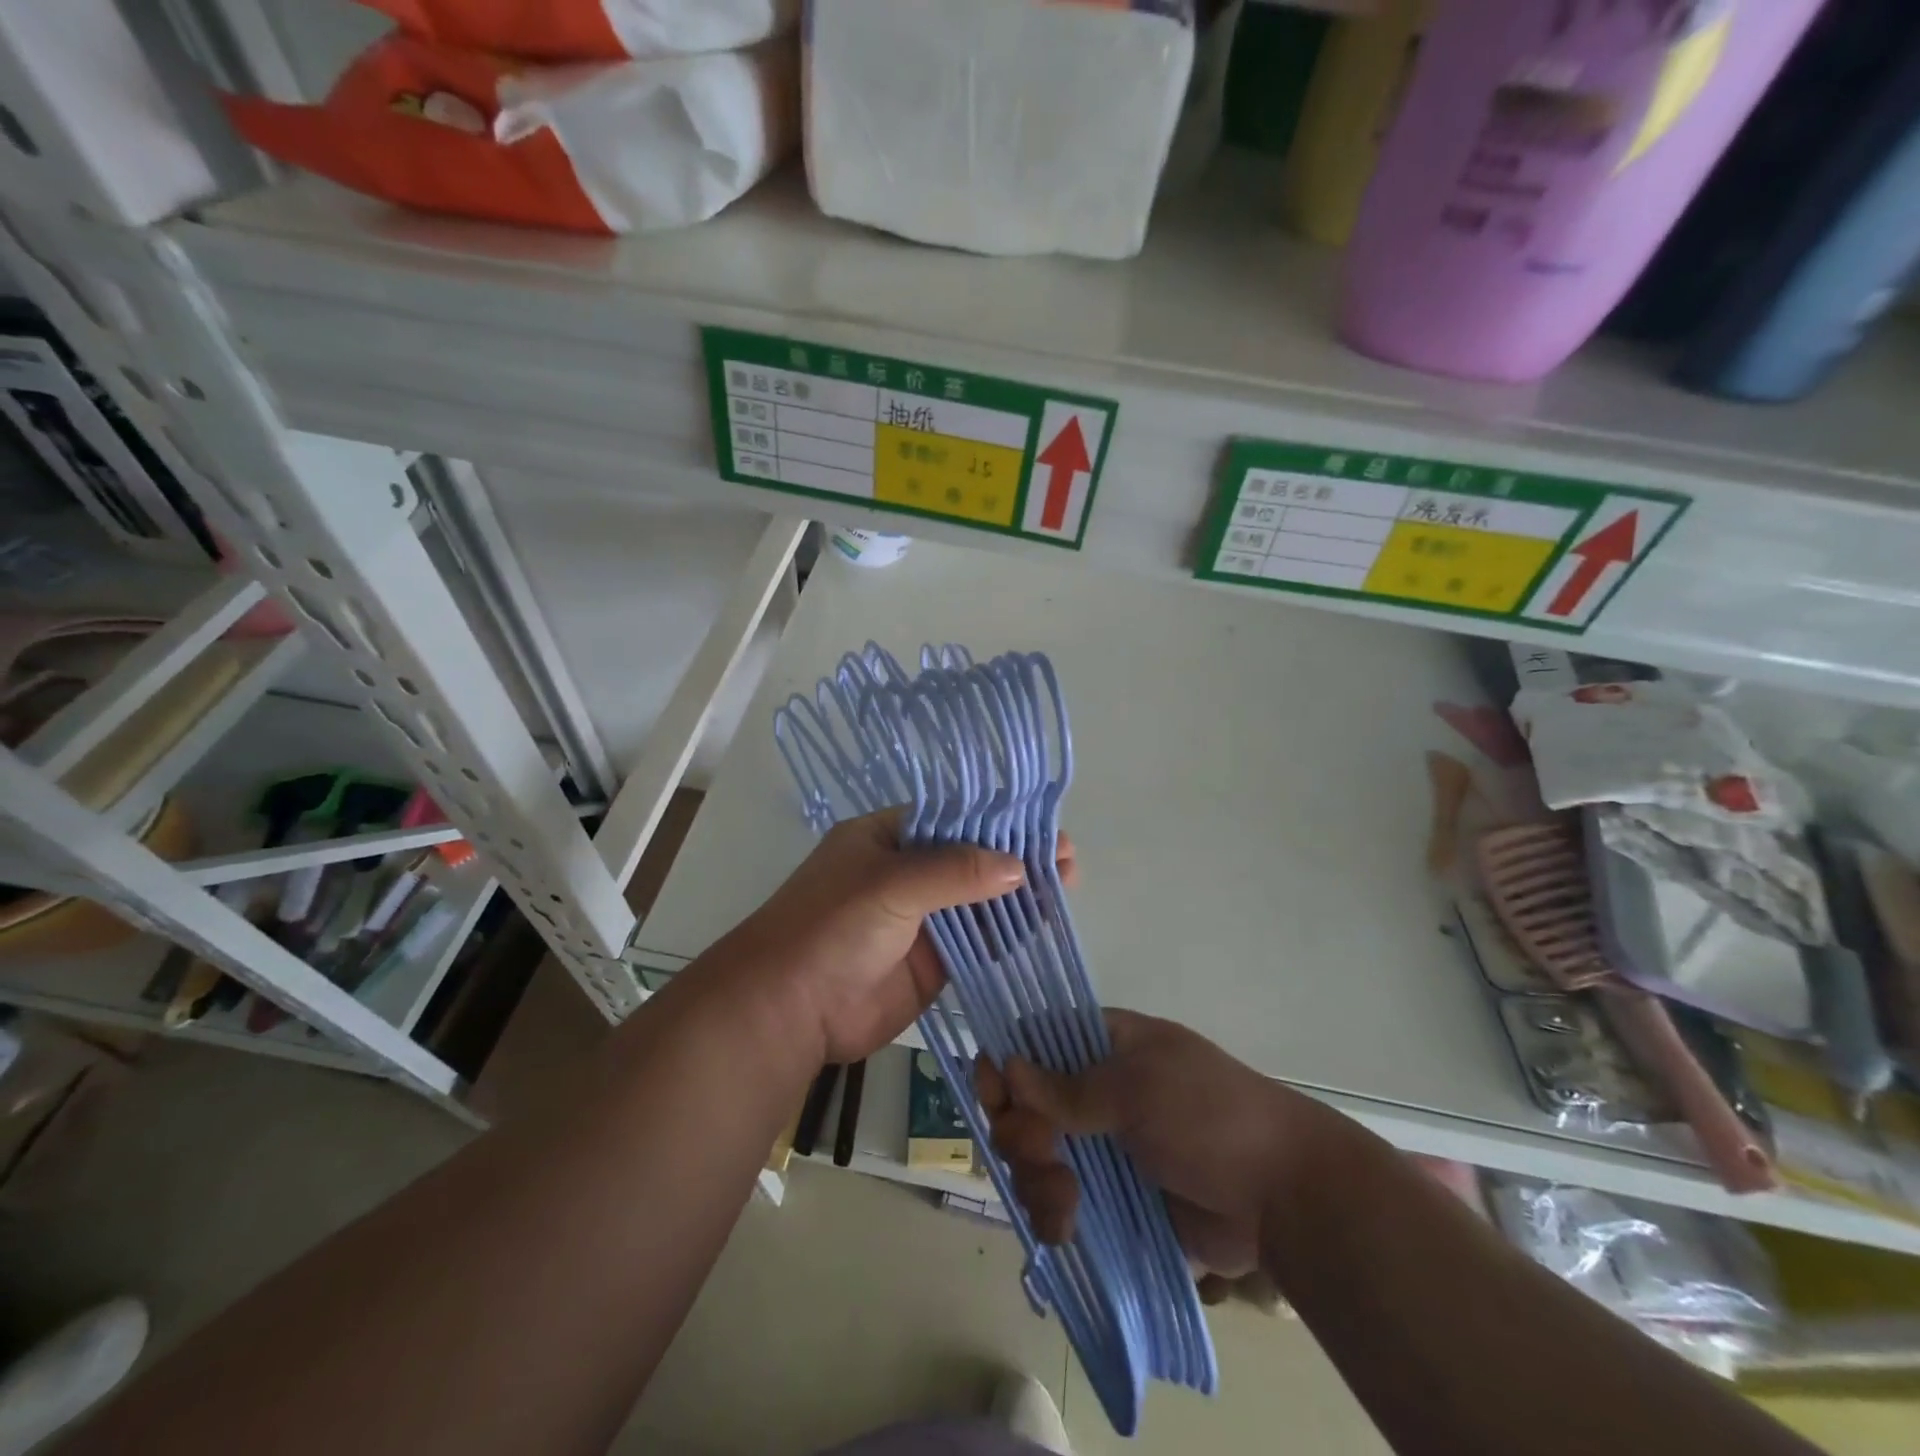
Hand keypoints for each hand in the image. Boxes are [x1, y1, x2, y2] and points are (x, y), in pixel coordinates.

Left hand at [719, 810, 1075, 1065]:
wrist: (789, 1010)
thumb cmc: (832, 927)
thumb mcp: (891, 884)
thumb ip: (955, 871)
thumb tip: (1019, 867)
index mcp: (887, 838)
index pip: (952, 819)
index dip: (997, 821)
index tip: (1043, 826)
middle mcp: (906, 872)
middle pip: (971, 858)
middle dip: (1016, 857)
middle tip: (1066, 860)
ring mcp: (921, 918)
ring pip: (979, 900)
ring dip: (1019, 894)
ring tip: (1066, 887)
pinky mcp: (932, 961)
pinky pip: (977, 941)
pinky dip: (1007, 933)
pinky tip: (1042, 924)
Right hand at [976, 1009, 1315, 1279]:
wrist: (1283, 1197)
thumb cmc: (1210, 1116)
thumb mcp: (1138, 1088)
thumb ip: (1068, 1086)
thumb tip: (1007, 1065)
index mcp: (1104, 1045)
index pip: (1033, 1041)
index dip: (1005, 1064)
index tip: (993, 1096)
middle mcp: (1094, 1091)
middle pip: (1023, 1104)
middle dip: (1019, 1133)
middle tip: (1045, 1155)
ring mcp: (1101, 1147)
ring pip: (1034, 1157)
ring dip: (1035, 1180)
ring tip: (1066, 1204)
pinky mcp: (1109, 1200)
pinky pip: (1057, 1203)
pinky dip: (1052, 1216)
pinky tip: (1066, 1230)